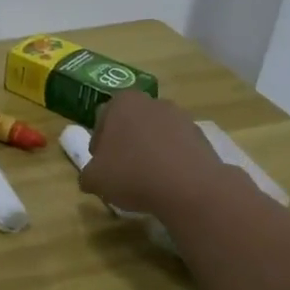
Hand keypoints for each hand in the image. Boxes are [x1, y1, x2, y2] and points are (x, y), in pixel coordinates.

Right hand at [77, 91, 227, 217]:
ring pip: (155, 135)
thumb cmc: (132, 174)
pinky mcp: (202, 136)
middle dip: (126, 144)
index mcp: (122, 102)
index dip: (99, 145)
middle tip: (122, 171)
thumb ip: (88, 174)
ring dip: (150, 151)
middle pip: (131, 124)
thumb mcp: (95, 179)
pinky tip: (168, 182)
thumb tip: (91, 177)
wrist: (189, 187)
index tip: (101, 165)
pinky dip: (171, 161)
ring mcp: (181, 117)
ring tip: (147, 180)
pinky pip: (177, 147)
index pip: (102, 120)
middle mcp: (152, 102)